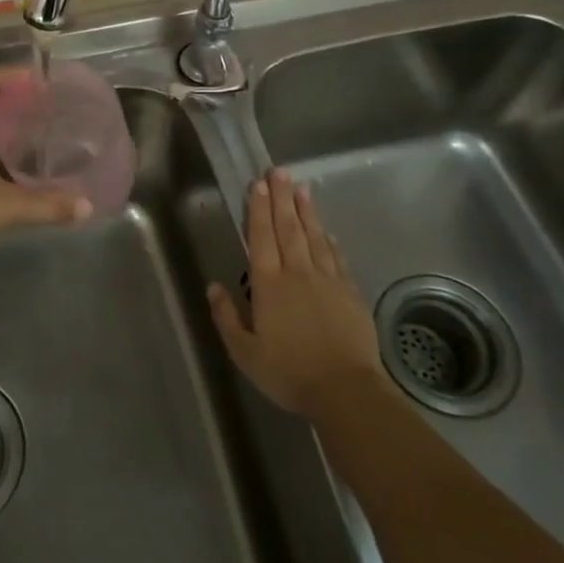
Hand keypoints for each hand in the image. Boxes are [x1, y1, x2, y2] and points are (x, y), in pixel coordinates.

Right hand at [207, 170, 380, 415]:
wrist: (346, 391)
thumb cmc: (289, 373)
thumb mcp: (245, 353)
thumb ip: (227, 318)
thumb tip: (213, 287)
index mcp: (269, 285)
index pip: (261, 238)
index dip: (258, 209)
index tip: (257, 184)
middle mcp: (297, 274)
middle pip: (288, 228)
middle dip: (281, 198)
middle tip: (278, 171)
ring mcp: (327, 280)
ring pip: (313, 237)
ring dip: (306, 211)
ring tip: (301, 187)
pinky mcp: (350, 293)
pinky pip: (336, 258)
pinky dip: (329, 240)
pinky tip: (326, 230)